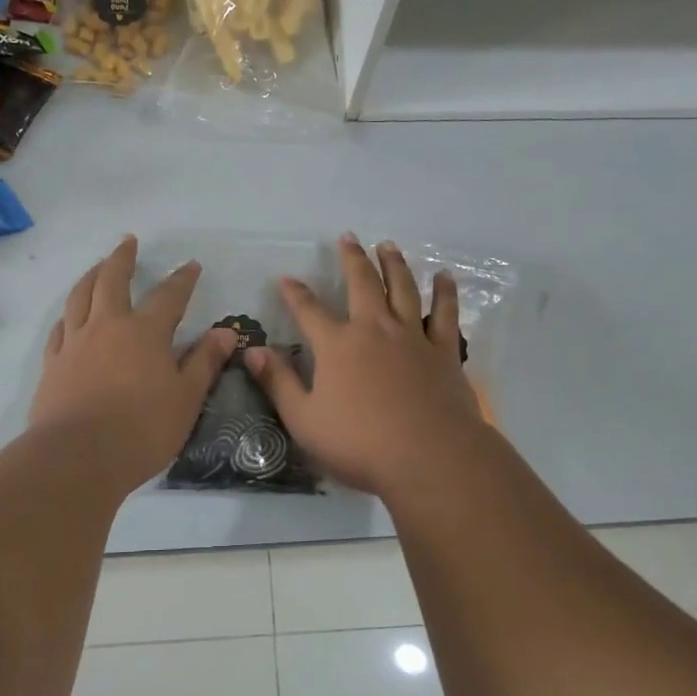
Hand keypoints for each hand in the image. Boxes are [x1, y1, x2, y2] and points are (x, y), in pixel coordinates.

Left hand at [30, 236, 236, 488]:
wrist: (76, 457)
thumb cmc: (141, 429)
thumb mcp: (186, 398)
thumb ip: (204, 362)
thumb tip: (225, 331)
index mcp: (145, 332)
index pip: (169, 296)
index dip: (182, 279)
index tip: (191, 265)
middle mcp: (107, 326)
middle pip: (112, 280)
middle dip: (122, 258)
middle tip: (128, 242)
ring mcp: (75, 343)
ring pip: (79, 296)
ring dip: (90, 276)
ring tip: (97, 266)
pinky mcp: (53, 364)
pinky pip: (59, 328)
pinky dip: (67, 315)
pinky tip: (69, 317)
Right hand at [243, 234, 487, 496]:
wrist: (430, 458)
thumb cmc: (360, 444)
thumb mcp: (304, 420)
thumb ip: (278, 382)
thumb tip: (252, 351)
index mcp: (337, 346)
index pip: (309, 310)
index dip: (295, 293)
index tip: (285, 278)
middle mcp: (374, 329)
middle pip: (362, 283)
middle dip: (352, 259)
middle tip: (348, 237)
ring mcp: (412, 337)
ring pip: (403, 288)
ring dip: (394, 264)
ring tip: (389, 245)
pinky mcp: (444, 351)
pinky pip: (444, 314)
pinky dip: (444, 293)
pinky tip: (444, 278)